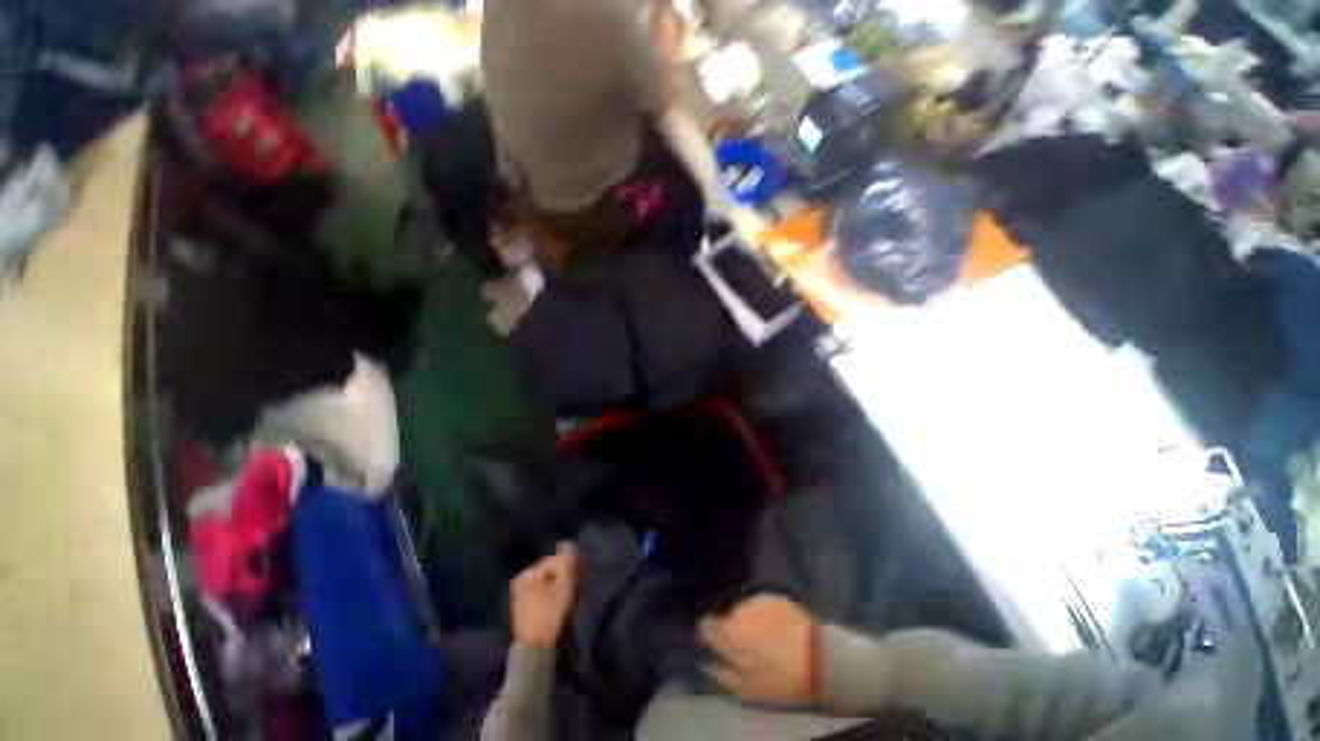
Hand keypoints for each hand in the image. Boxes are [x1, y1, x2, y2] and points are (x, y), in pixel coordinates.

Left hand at [510, 542, 579, 648]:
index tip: (577, 578)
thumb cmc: (551, 613)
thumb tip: (566, 544)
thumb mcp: (564, 584)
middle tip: (572, 588)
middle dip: (561, 576)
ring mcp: (517, 596)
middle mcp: (519, 581)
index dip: (568, 568)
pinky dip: (548, 596)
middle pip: (548, 572)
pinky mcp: (520, 610)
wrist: (535, 648)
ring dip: (555, 587)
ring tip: (565, 598)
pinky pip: (538, 595)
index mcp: (527, 573)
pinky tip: (555, 606)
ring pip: (544, 583)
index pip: (553, 561)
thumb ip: (567, 560)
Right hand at [699, 594, 815, 706]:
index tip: (711, 640)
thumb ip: (721, 673)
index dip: (706, 632)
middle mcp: (737, 611)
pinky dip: (762, 613)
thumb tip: (706, 662)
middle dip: (729, 625)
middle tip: (743, 642)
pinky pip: (760, 604)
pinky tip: (774, 626)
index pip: (704, 625)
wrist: (818, 657)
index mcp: (728, 634)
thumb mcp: (747, 689)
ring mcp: (756, 600)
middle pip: (724, 615)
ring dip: (746, 618)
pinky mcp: (773, 596)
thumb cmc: (780, 679)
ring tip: (761, 634)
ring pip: (742, 608)